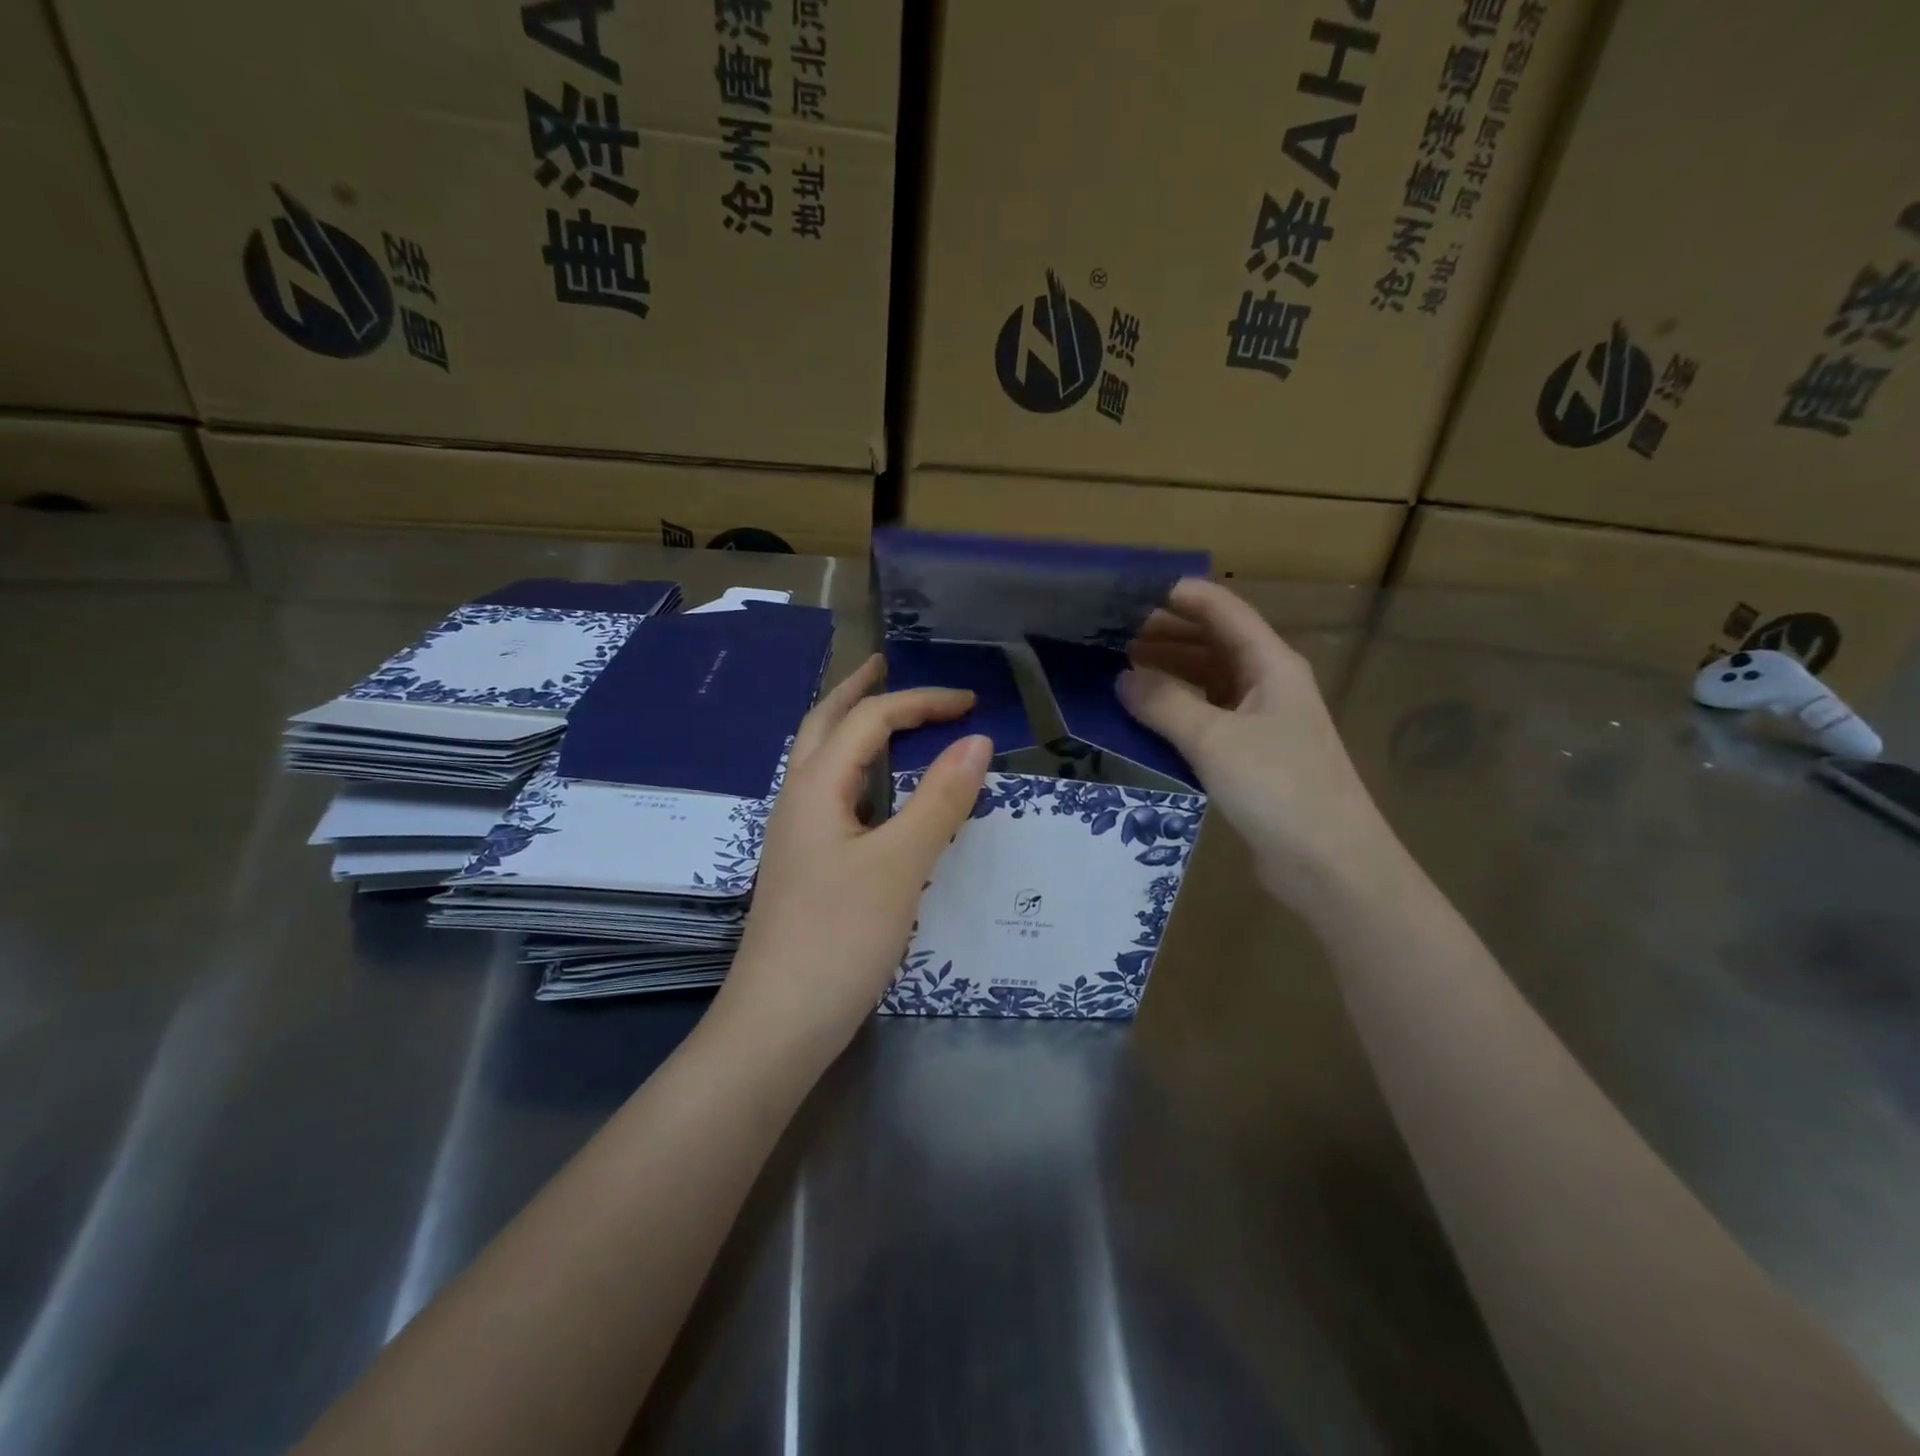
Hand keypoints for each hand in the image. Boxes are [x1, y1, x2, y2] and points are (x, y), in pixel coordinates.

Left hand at [712, 654, 991, 1063]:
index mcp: (815, 787)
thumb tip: (976, 740)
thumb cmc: (839, 936)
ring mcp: (795, 835)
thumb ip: (940, 799)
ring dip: (850, 728)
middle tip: (886, 666)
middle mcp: (797, 800)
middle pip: (823, 725)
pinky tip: (874, 793)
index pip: (869, 720)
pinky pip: (830, 796)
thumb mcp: (900, 864)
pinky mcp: (803, 866)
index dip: (921, 703)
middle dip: (857, 691)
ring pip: (821, 761)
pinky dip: (856, 771)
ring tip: (883, 717)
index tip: (972, 705)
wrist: (778, 1023)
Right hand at [1116, 578, 1393, 905]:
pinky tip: (1141, 719)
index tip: (1127, 593)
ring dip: (1166, 675)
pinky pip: (1204, 720)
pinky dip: (1174, 713)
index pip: (1222, 610)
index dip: (1178, 596)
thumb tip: (1122, 677)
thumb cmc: (1279, 788)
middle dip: (1163, 636)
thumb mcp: (1215, 740)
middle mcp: (1266, 685)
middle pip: (1211, 644)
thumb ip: (1165, 703)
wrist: (1330, 864)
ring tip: (1115, 671)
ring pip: (1206, 683)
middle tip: (1108, 636)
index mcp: (1270, 664)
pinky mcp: (1249, 758)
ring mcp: (1259, 723)